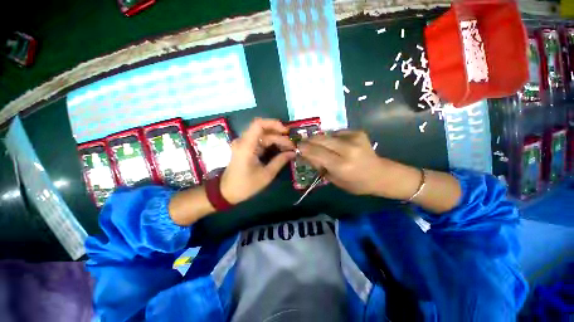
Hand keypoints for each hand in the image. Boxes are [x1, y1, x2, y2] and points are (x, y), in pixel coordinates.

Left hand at [220, 118, 295, 203]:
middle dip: (279, 136)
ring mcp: (244, 144)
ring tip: (289, 148)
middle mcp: (243, 141)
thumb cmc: (246, 185)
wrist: (227, 191)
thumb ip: (280, 161)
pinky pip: (260, 141)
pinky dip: (271, 143)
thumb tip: (293, 153)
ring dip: (276, 139)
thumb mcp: (266, 175)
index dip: (274, 124)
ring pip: (263, 135)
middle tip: (292, 145)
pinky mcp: (246, 148)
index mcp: (246, 146)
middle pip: (264, 130)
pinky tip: (280, 149)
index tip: (286, 131)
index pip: (258, 124)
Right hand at [298, 131, 421, 199]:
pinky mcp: (358, 132)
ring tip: (321, 147)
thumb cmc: (356, 183)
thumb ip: (319, 165)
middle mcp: (348, 150)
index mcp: (341, 166)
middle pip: (320, 139)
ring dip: (320, 140)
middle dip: (309, 140)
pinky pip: (337, 133)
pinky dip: (332, 138)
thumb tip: (305, 153)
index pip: (316, 152)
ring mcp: (354, 138)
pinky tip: (336, 145)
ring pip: (327, 134)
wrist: (380, 174)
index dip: (304, 148)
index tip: (297, 146)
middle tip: (303, 143)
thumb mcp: (334, 180)